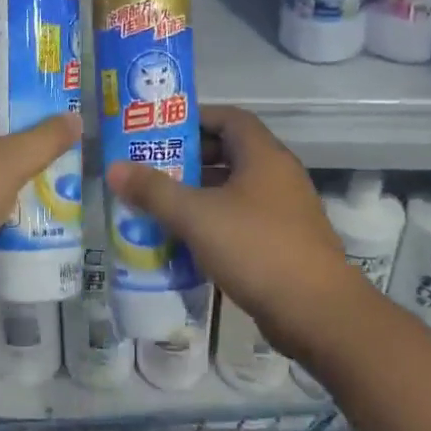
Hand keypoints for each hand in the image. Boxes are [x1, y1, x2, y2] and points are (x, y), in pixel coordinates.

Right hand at [105, 106, 362, 358]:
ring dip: (199, 194)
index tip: (160, 130)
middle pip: (229, 153)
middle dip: (189, 159)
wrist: (317, 312)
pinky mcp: (284, 243)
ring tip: (159, 204)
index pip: (229, 118)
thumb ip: (154, 191)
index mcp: (263, 156)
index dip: (195, 118)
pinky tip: (186, 240)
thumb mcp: (196, 216)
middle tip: (151, 169)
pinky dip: (214, 222)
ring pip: (234, 190)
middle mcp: (278, 176)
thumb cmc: (256, 248)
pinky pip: (242, 219)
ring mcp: (284, 211)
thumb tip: (114, 168)